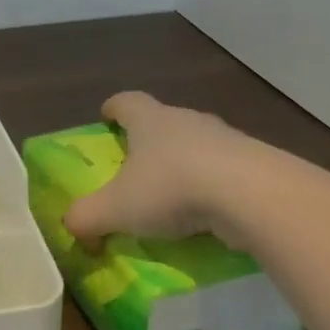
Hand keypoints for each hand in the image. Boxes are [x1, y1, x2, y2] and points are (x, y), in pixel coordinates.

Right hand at [62, 92, 262, 249]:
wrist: (255, 196)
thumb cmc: (172, 188)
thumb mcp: (115, 209)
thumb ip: (86, 217)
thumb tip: (71, 228)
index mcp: (149, 120)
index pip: (125, 102)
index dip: (113, 109)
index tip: (106, 118)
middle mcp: (187, 120)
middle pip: (163, 121)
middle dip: (149, 140)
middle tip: (138, 165)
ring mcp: (227, 139)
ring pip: (198, 145)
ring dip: (186, 164)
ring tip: (176, 196)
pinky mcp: (257, 164)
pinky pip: (227, 170)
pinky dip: (215, 187)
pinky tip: (211, 214)